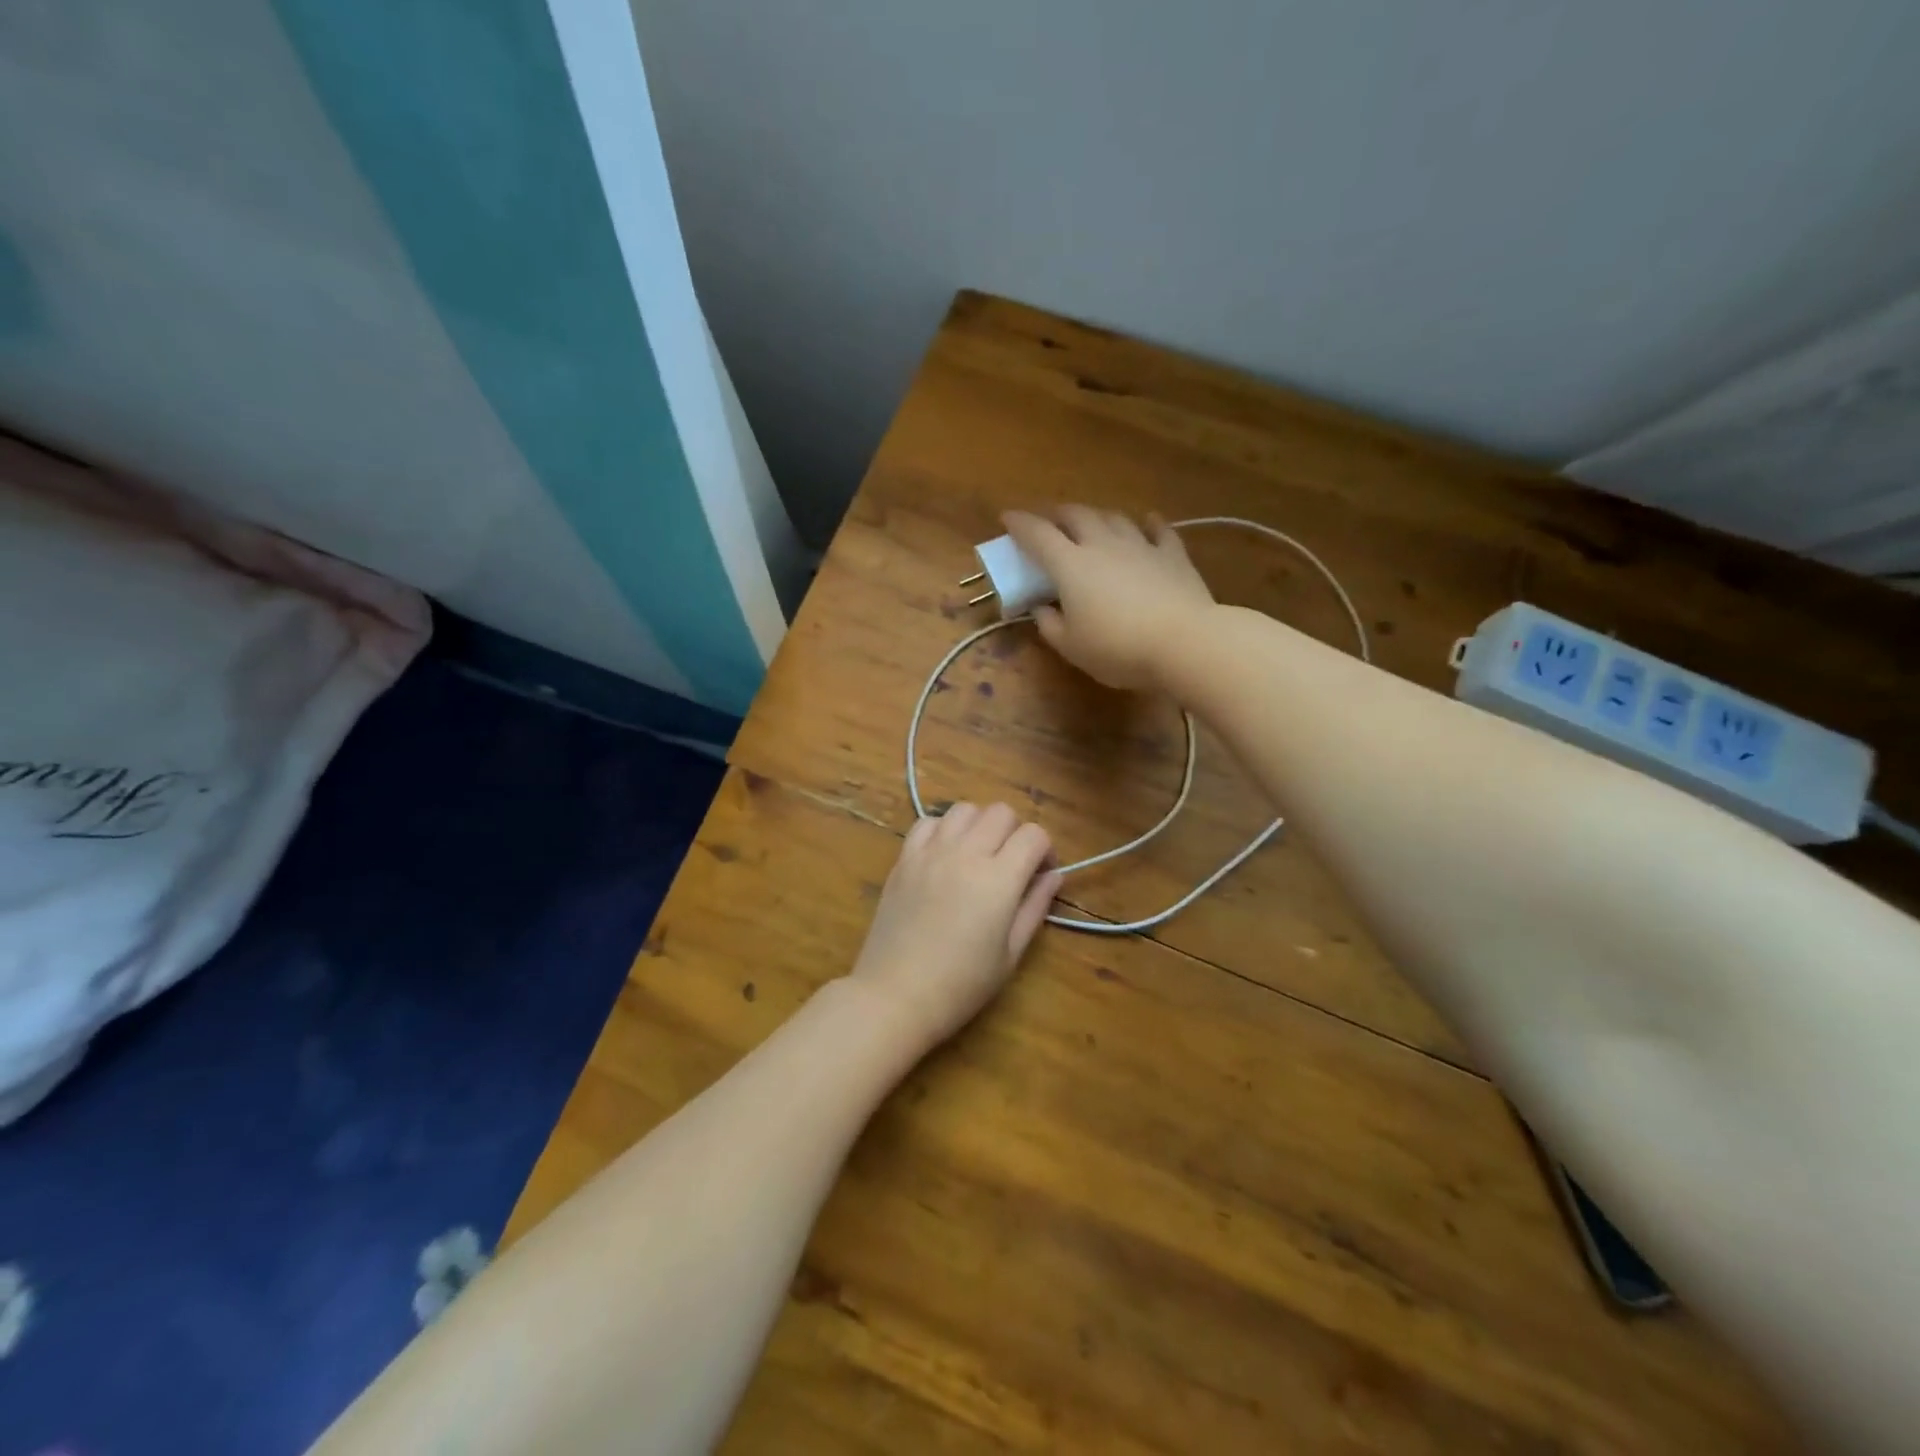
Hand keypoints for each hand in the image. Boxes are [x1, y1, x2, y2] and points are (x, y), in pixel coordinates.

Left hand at [847, 803, 1061, 1051]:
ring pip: (965, 809)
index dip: (1045, 850)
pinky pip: (928, 822)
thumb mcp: (1011, 954)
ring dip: (980, 825)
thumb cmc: (961, 985)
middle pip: (1001, 812)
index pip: (1033, 835)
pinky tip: (945, 855)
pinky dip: (943, 829)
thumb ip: (1035, 907)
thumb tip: (1053, 876)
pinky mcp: (904, 858)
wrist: (895, 995)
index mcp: (998, 879)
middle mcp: (965, 853)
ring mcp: (930, 852)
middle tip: (1012, 864)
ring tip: (978, 854)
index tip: (1041, 874)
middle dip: (1015, 832)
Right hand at [1002, 506, 1214, 690]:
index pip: (1037, 535)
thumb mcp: (1071, 647)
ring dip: (1097, 516)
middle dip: (1057, 514)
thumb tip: (1041, 609)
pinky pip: (1159, 530)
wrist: (1184, 642)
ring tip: (1091, 522)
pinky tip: (1147, 521)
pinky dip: (1149, 523)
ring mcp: (1141, 545)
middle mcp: (1103, 544)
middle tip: (1049, 521)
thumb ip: (1050, 625)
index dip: (1019, 524)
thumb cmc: (1117, 648)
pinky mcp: (1173, 555)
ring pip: (1114, 518)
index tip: (1006, 517)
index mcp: (1070, 565)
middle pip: (1076, 515)